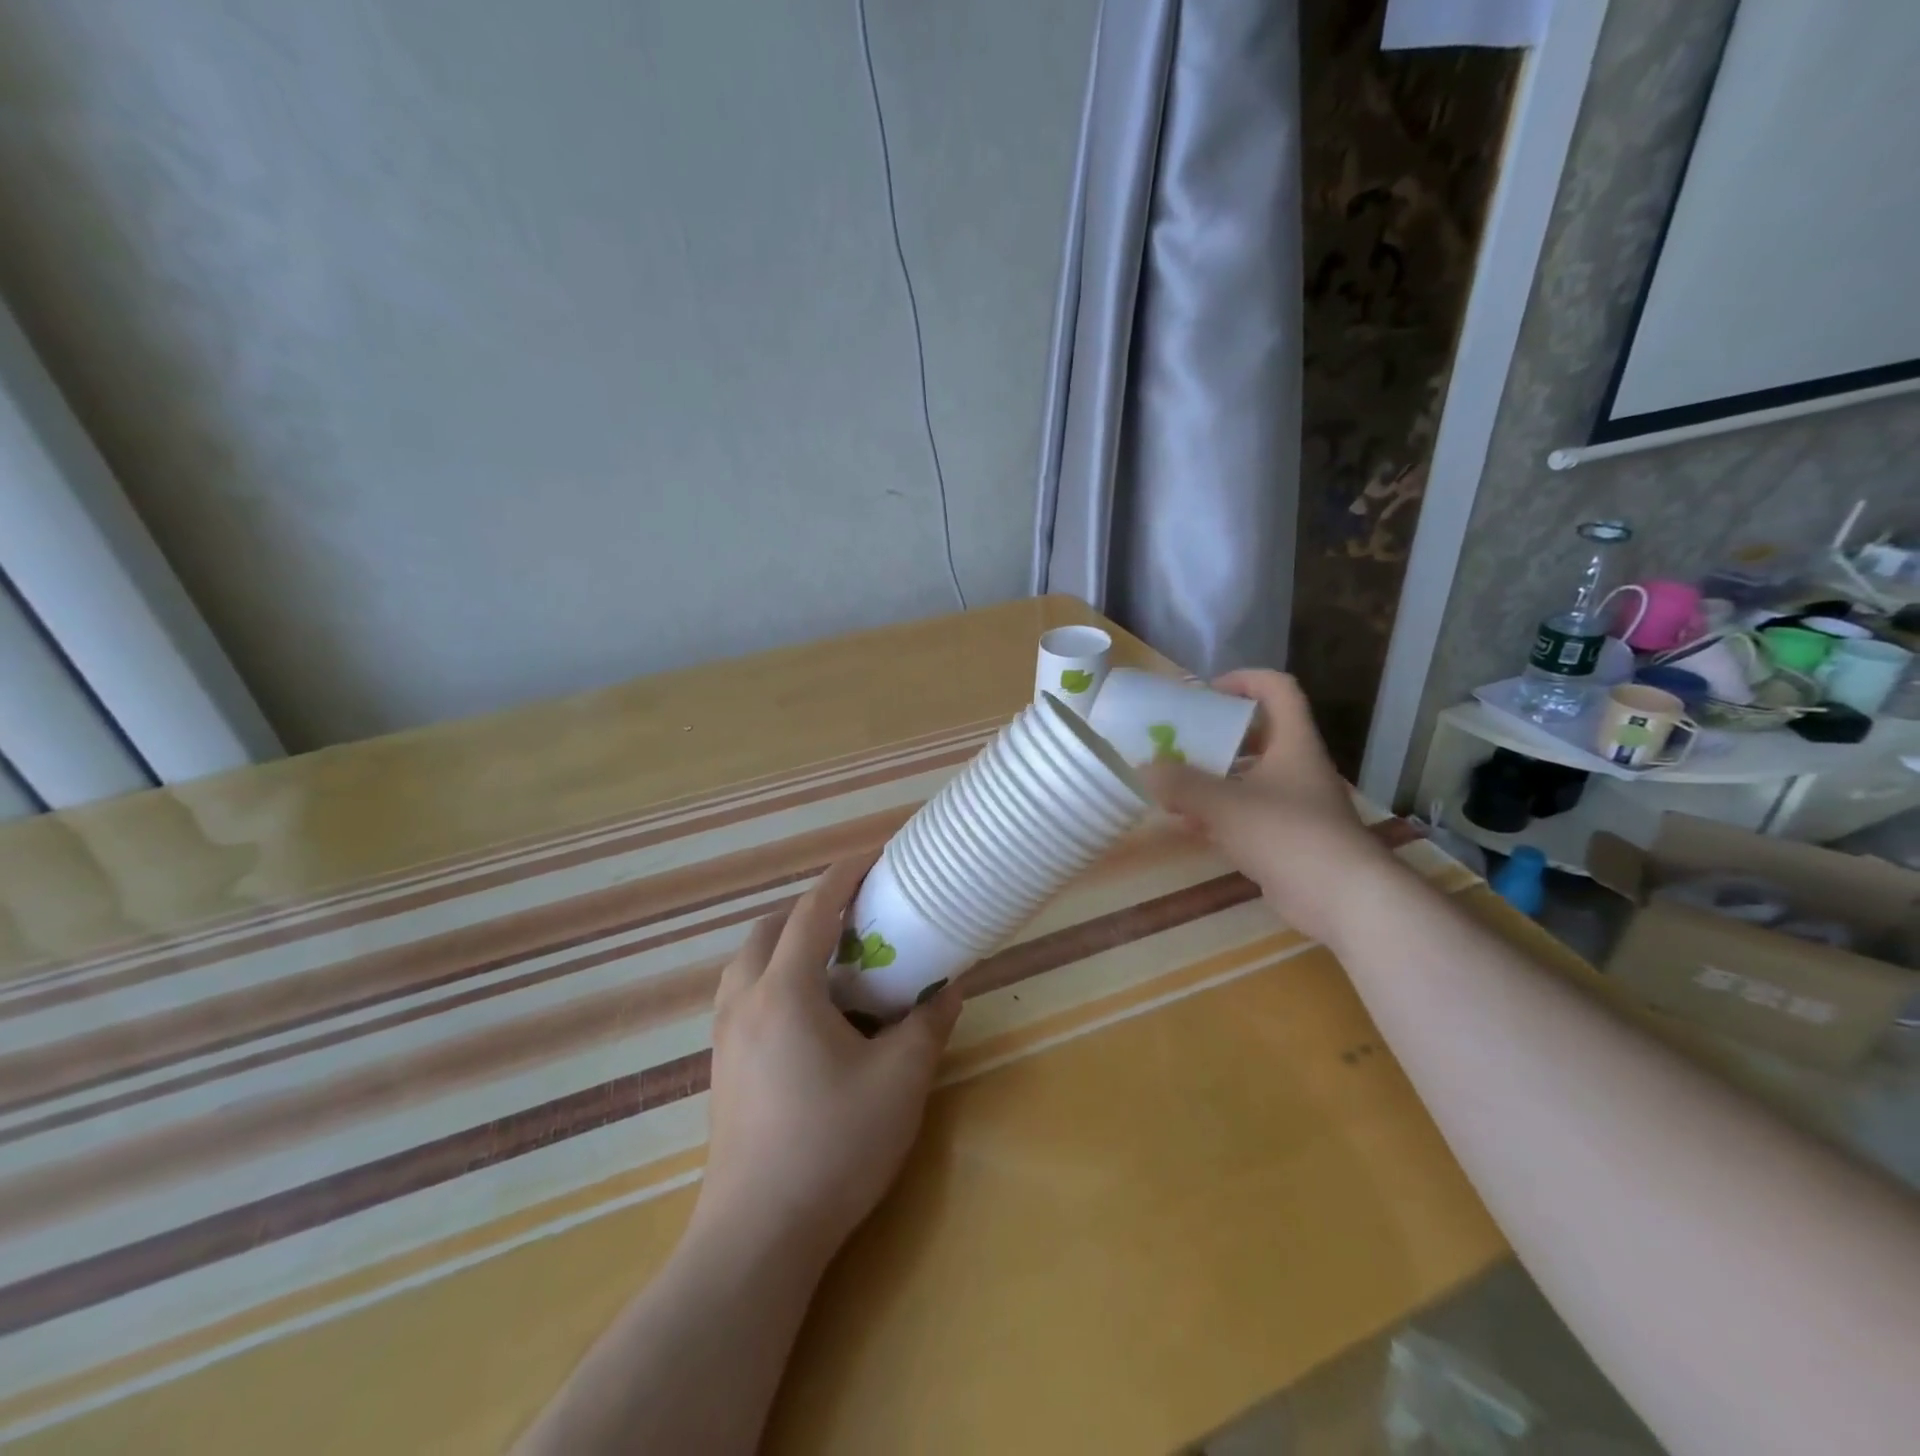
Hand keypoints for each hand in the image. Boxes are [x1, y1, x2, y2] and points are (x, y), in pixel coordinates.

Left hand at [695, 855, 961, 1262]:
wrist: (758, 1235)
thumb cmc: (833, 1146)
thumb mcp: (900, 1081)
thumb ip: (928, 1024)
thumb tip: (950, 986)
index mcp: (785, 990)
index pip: (812, 909)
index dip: (845, 875)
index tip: (876, 856)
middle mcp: (745, 1000)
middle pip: (769, 928)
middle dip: (810, 908)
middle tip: (856, 915)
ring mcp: (725, 1036)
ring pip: (748, 962)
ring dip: (785, 943)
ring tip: (831, 959)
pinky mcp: (721, 1068)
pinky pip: (742, 995)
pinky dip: (773, 978)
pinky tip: (807, 1014)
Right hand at [1142, 669, 1395, 946]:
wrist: (1342, 898)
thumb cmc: (1286, 833)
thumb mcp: (1224, 803)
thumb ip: (1181, 784)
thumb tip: (1145, 768)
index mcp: (1293, 743)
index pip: (1277, 689)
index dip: (1244, 679)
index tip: (1206, 692)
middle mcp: (1297, 767)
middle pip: (1257, 735)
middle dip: (1216, 735)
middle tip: (1179, 740)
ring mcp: (1294, 805)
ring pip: (1248, 778)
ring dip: (1211, 778)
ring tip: (1172, 784)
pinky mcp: (1287, 839)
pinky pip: (1246, 814)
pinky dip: (1217, 814)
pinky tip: (1187, 824)